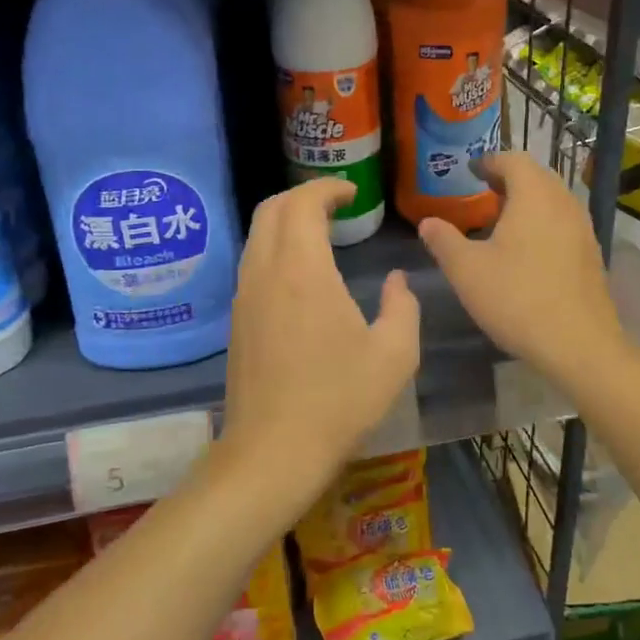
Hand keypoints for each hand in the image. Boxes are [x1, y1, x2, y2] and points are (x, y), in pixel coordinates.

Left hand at [219, 178, 420, 520]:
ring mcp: (245, 296)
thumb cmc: (339, 400)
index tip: (352, 193)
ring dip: (285, 222)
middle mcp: (266, 272)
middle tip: (336, 206)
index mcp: (303, 270)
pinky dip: (275, 247)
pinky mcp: (237, 320)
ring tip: (320, 234)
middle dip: (302, 196)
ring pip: (257, 235)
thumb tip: (396, 282)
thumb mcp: (394, 355)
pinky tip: (301, 273)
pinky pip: (252, 262)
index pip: (302, 203)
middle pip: (271, 209)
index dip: (327, 188)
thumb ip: (402, 307)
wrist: (273, 452)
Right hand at [417, 153, 626, 394]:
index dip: (489, 161)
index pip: (513, 160)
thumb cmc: (517, 299)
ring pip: (553, 200)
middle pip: (537, 176)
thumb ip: (444, 241)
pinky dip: (543, 222)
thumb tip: (428, 222)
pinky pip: (563, 223)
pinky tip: (527, 250)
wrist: (579, 345)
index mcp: (534, 195)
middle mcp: (563, 202)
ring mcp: (583, 228)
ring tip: (502, 221)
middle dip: (509, 179)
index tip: (471, 171)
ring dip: (528, 201)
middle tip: (483, 193)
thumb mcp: (467, 270)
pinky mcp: (591, 254)